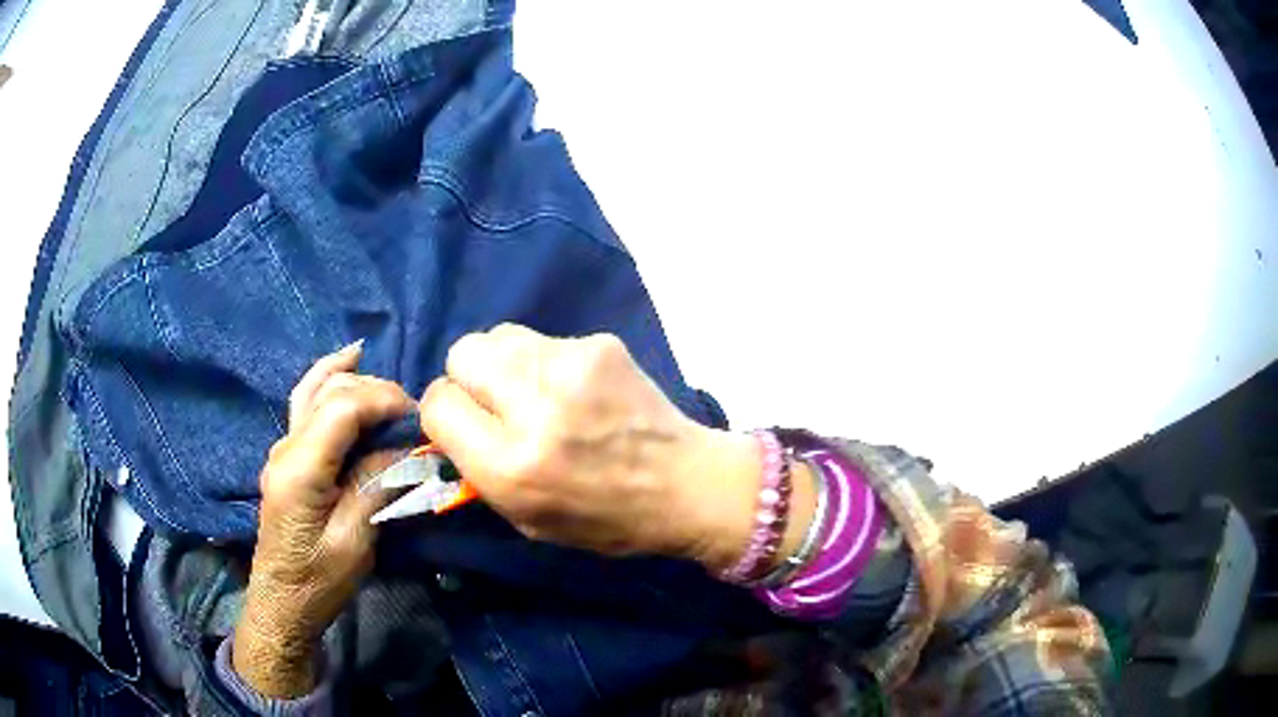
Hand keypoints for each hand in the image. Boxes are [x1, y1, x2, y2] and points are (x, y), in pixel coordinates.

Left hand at [233, 342, 414, 697]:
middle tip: (412, 414)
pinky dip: (328, 380)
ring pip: (313, 389)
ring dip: (351, 378)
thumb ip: (374, 486)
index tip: (420, 416)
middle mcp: (286, 446)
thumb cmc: (319, 580)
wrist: (283, 603)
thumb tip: (404, 449)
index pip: (343, 407)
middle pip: (329, 391)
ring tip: (381, 375)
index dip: (383, 399)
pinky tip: (344, 366)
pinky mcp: (287, 457)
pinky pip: (306, 403)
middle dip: (374, 389)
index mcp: (300, 467)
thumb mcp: (354, 541)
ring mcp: (282, 448)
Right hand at [419, 325, 815, 572]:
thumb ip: (477, 469)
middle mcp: (533, 407)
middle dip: (467, 378)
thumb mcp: (526, 519)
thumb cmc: (604, 519)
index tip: (463, 424)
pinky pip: (544, 341)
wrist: (686, 484)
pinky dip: (546, 363)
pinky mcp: (599, 344)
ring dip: (504, 364)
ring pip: (499, 335)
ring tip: (534, 392)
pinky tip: (576, 389)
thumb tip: (449, 421)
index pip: (438, 404)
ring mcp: (570, 366)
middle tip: (496, 403)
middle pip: (462, 353)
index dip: (444, 414)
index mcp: (510, 464)